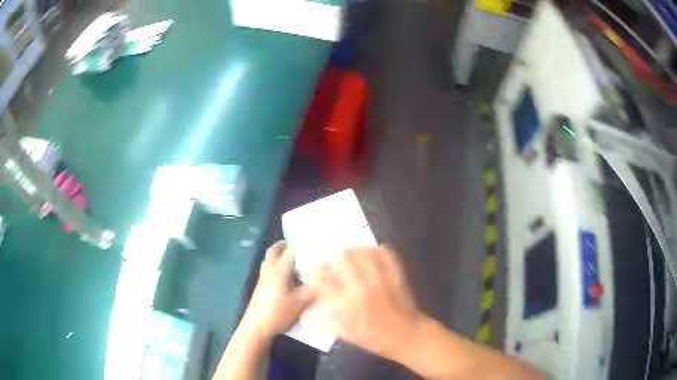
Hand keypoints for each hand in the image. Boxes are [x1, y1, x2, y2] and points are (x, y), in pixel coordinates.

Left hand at [241, 241, 313, 338]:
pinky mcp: (260, 287)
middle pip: (273, 251)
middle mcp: (269, 270)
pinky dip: (277, 266)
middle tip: (298, 245)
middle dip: (284, 245)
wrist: (257, 326)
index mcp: (279, 270)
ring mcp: (263, 279)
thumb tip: (326, 276)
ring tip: (294, 260)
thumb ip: (314, 289)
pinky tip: (287, 277)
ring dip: (279, 256)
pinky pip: (269, 269)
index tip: (314, 244)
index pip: (291, 251)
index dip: (302, 246)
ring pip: (269, 260)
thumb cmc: (279, 312)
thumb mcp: (302, 302)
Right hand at [315, 247, 423, 360]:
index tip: (313, 270)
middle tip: (332, 262)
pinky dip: (377, 251)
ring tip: (350, 255)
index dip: (315, 271)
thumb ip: (326, 322)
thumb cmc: (375, 339)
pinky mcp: (397, 276)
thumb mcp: (347, 335)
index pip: (324, 280)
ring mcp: (381, 280)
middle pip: (343, 259)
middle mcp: (362, 289)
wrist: (407, 336)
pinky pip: (387, 255)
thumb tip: (306, 316)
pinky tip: (371, 254)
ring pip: (364, 253)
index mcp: (347, 305)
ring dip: (353, 251)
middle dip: (333, 258)